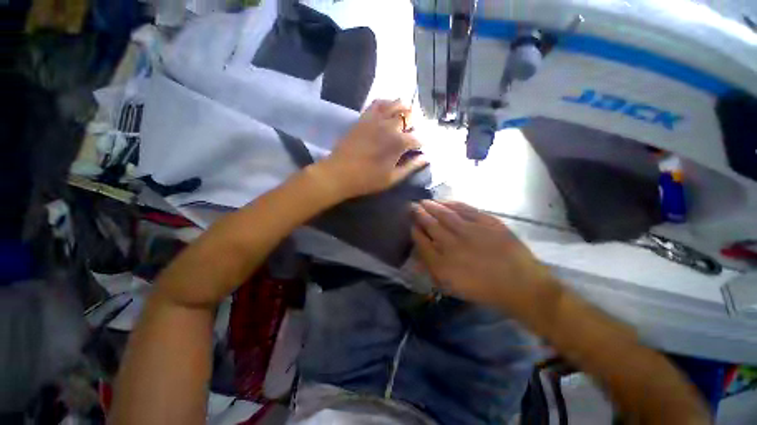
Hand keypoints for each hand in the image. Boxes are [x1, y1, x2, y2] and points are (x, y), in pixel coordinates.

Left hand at [316, 99, 427, 198]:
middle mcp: (389, 126)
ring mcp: (375, 119)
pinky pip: (377, 103)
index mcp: (399, 143)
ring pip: (395, 104)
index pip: (417, 139)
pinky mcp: (363, 118)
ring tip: (405, 117)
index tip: (421, 149)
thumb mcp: (392, 178)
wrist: (339, 173)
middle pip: (408, 116)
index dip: (422, 144)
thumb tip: (426, 158)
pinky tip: (388, 109)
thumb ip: (411, 167)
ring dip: (403, 109)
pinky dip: (386, 103)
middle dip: (414, 124)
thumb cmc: (367, 180)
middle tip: (412, 133)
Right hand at [411, 200, 558, 317]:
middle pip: (430, 225)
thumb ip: (433, 270)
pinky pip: (466, 209)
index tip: (411, 225)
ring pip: (445, 214)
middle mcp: (453, 245)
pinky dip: (453, 204)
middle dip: (419, 214)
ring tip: (424, 201)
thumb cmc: (483, 289)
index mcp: (443, 264)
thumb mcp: (452, 287)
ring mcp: (471, 231)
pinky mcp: (487, 222)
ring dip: (432, 206)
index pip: (422, 242)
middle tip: (412, 206)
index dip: (415, 232)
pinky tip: (445, 201)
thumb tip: (418, 256)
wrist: (520, 285)